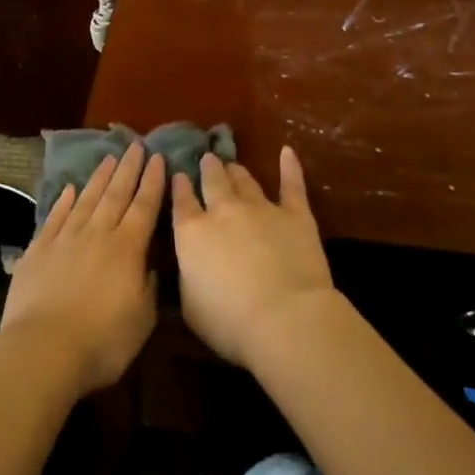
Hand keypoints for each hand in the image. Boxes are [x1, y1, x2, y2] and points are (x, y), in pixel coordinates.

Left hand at [1, 143, 164, 396]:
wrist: (43, 350)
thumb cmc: (102, 341)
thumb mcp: (142, 320)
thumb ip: (149, 286)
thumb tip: (151, 264)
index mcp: (127, 248)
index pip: (145, 206)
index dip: (153, 181)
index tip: (158, 157)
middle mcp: (97, 234)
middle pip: (116, 194)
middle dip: (128, 169)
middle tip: (136, 145)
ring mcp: (65, 239)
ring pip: (86, 199)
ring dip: (99, 177)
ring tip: (109, 157)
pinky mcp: (38, 250)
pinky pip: (55, 217)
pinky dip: (64, 201)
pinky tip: (70, 189)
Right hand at [171, 147, 334, 368]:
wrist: (285, 317)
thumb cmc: (229, 322)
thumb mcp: (189, 306)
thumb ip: (186, 276)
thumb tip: (188, 263)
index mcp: (192, 233)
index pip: (182, 202)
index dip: (179, 186)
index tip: (179, 175)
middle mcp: (223, 211)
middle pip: (213, 182)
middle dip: (208, 169)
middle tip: (207, 159)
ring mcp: (261, 208)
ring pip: (245, 180)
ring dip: (236, 171)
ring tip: (232, 164)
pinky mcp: (295, 213)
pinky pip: (291, 184)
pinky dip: (289, 166)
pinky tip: (287, 152)